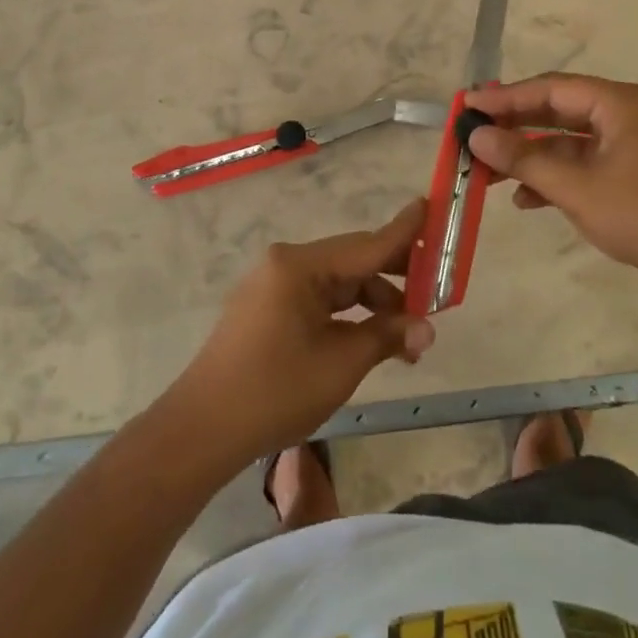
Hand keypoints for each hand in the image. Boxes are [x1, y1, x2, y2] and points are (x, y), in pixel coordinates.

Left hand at [170, 200, 435, 459]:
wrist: (202, 430)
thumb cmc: (275, 390)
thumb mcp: (341, 363)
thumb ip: (387, 336)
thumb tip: (426, 329)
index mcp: (300, 266)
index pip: (366, 244)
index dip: (405, 231)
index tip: (431, 207)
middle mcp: (285, 264)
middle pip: (352, 261)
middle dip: (395, 278)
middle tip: (435, 292)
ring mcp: (272, 286)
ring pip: (337, 283)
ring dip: (372, 304)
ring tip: (406, 337)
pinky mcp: (266, 309)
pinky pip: (317, 300)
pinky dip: (346, 315)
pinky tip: (369, 338)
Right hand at [464, 74, 637, 288]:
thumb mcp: (576, 187)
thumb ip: (523, 159)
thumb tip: (477, 136)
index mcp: (617, 103)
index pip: (550, 89)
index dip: (506, 97)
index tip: (467, 105)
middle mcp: (621, 115)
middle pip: (555, 111)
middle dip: (513, 125)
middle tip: (472, 133)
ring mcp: (624, 145)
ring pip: (563, 141)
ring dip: (528, 155)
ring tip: (487, 170)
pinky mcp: (624, 173)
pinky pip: (578, 165)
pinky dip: (551, 177)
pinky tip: (523, 199)